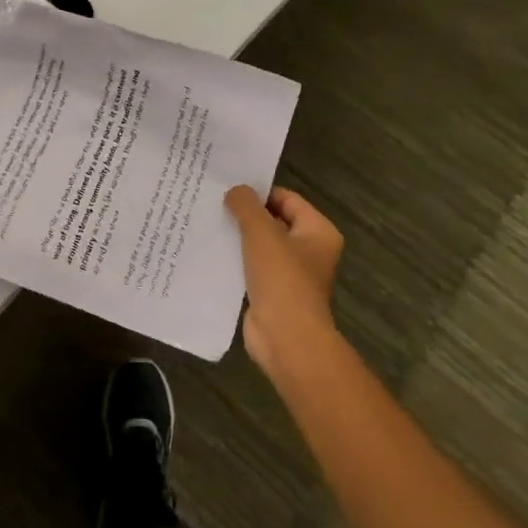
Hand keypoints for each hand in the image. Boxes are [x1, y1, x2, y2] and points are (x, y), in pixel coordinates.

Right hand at [225, 185, 343, 373]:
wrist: (286, 338)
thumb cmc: (282, 279)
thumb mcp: (261, 233)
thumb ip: (246, 206)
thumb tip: (236, 191)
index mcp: (319, 232)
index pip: (287, 199)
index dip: (259, 193)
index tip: (228, 189)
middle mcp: (309, 251)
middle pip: (274, 222)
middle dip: (246, 215)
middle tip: (214, 204)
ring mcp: (291, 275)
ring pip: (261, 246)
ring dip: (239, 238)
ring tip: (209, 224)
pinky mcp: (272, 293)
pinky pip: (252, 268)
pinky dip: (236, 261)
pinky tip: (212, 253)